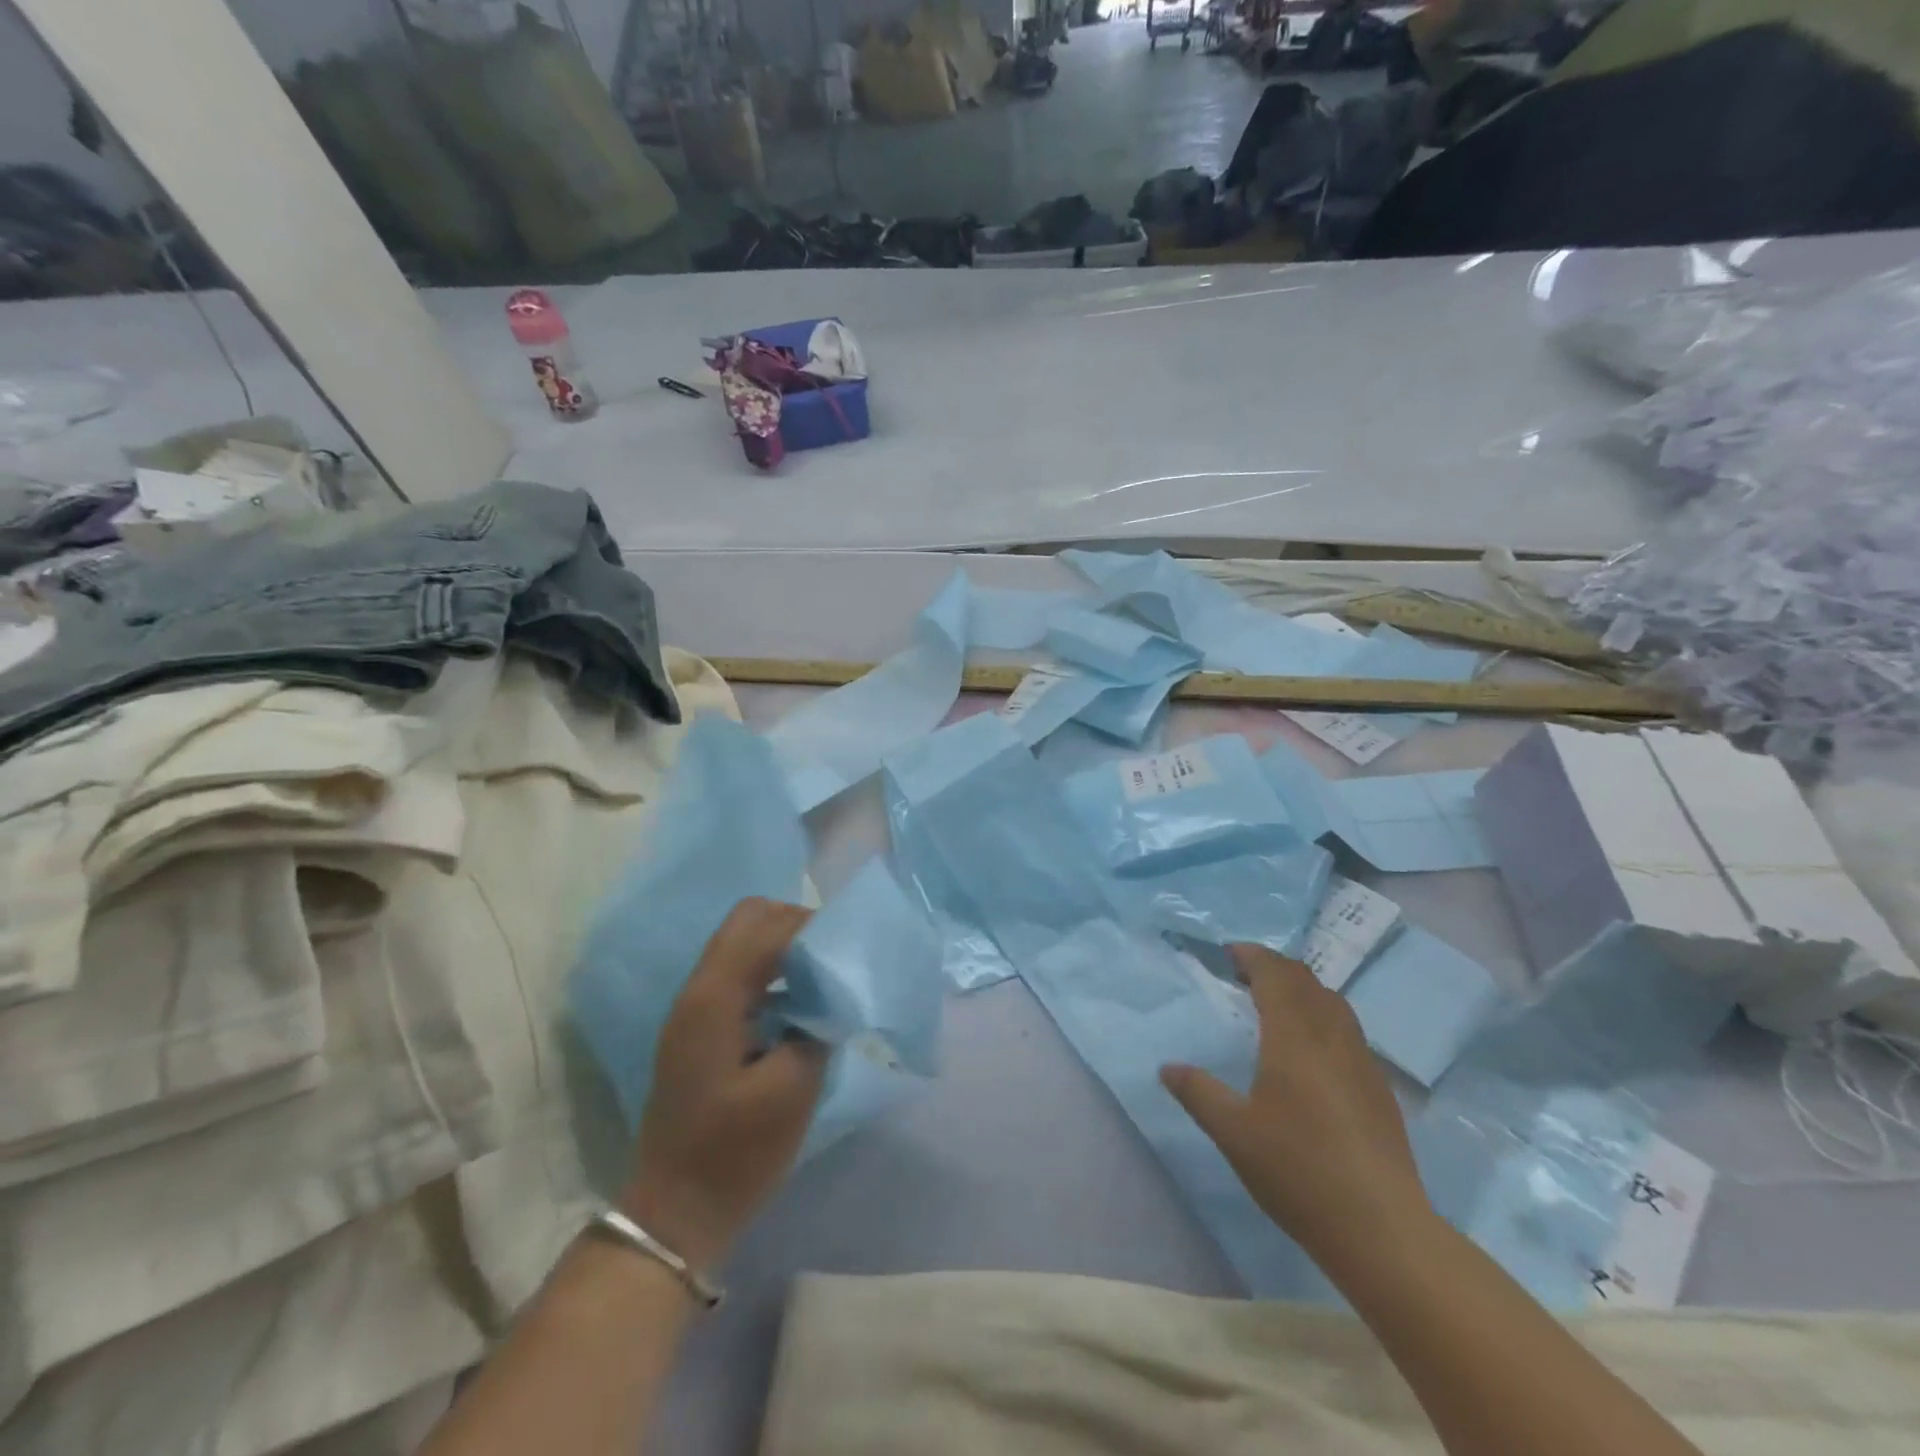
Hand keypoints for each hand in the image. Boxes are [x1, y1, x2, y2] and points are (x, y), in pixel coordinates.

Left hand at [622, 898, 827, 1272]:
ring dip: (784, 947)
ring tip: (825, 976)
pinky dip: (773, 973)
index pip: (766, 927)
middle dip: (796, 925)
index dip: (812, 928)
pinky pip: (740, 975)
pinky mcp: (701, 1029)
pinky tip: (800, 1005)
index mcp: (715, 998)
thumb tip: (832, 996)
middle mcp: (699, 989)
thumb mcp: (791, 1091)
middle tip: (835, 956)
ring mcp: (696, 1009)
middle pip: (748, 920)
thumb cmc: (733, 1155)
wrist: (674, 1214)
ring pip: (742, 943)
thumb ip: (816, 1028)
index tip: (849, 949)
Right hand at [1161, 945, 1433, 1266]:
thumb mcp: (1233, 1132)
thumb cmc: (1299, 1170)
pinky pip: (1348, 1031)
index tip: (1229, 954)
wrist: (1382, 1228)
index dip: (1253, 956)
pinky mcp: (1379, 1090)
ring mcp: (1362, 1062)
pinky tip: (1311, 1052)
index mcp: (1294, 1037)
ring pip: (1333, 1004)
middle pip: (1307, 982)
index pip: (1276, 975)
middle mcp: (1332, 1037)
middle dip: (1275, 968)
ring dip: (1302, 990)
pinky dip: (1322, 1018)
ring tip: (1276, 1005)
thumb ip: (1198, 1092)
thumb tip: (1167, 1068)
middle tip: (1245, 975)